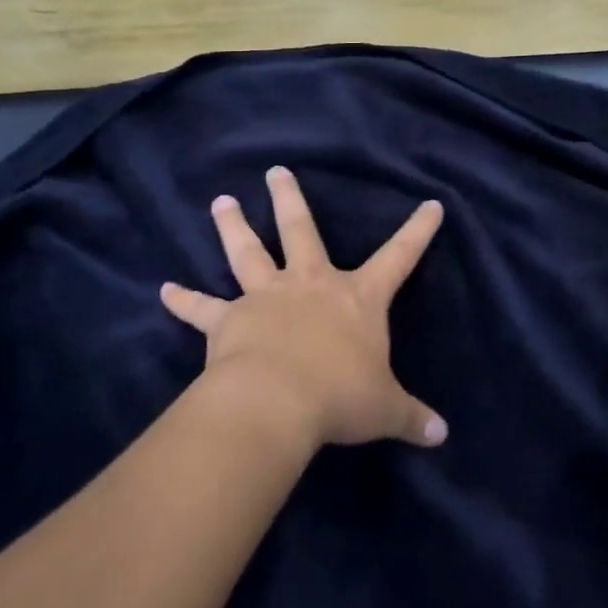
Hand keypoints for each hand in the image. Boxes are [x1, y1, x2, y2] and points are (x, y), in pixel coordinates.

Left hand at [160, 167, 448, 449]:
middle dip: (289, 199)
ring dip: (234, 226)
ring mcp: (266, 297)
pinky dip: (183, 300)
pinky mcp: (228, 320)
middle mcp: (310, 285)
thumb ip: (412, 418)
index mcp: (357, 298)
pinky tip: (165, 290)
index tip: (431, 204)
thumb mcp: (385, 409)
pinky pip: (202, 308)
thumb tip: (442, 436)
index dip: (418, 231)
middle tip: (275, 171)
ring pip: (248, 252)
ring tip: (221, 201)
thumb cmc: (339, 397)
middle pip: (301, 231)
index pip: (399, 257)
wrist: (276, 402)